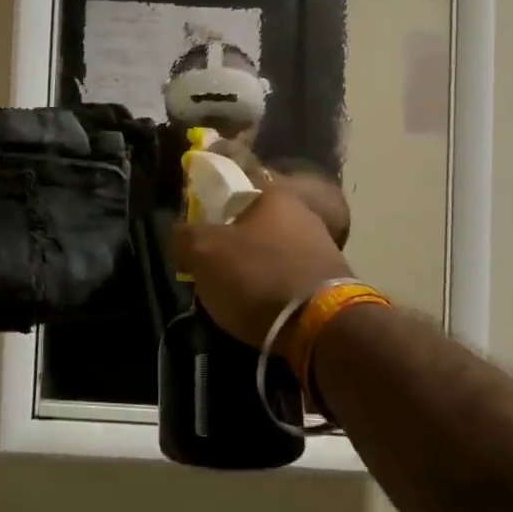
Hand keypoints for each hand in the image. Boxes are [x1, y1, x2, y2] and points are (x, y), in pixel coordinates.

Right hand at [172, 178, 351, 348]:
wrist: (322, 325)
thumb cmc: (257, 276)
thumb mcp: (204, 253)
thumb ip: (184, 236)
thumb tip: (180, 234)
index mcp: (273, 193)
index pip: (233, 186)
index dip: (210, 206)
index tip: (196, 232)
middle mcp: (302, 211)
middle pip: (254, 221)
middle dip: (233, 242)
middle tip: (212, 267)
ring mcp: (322, 244)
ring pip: (273, 250)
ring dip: (254, 267)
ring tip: (235, 295)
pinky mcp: (332, 278)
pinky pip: (290, 276)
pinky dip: (275, 288)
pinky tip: (263, 308)